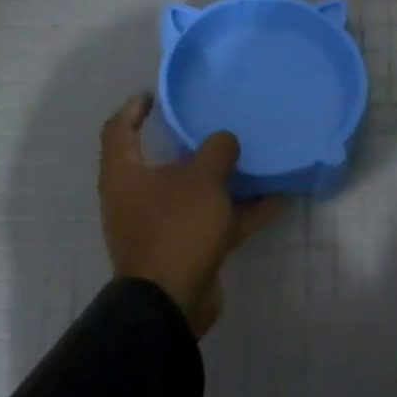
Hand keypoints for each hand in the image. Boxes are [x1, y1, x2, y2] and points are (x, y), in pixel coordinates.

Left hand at [98, 93, 284, 338]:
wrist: (171, 301)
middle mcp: (138, 198)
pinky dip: (242, 211)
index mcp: (126, 175)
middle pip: (163, 163)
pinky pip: (216, 220)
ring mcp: (162, 225)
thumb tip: (225, 141)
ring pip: (196, 193)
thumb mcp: (202, 180)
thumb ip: (216, 151)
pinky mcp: (186, 248)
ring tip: (257, 161)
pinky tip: (277, 201)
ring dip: (225, 180)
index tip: (153, 95)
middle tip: (218, 127)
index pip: (119, 131)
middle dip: (192, 146)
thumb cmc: (176, 229)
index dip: (133, 110)